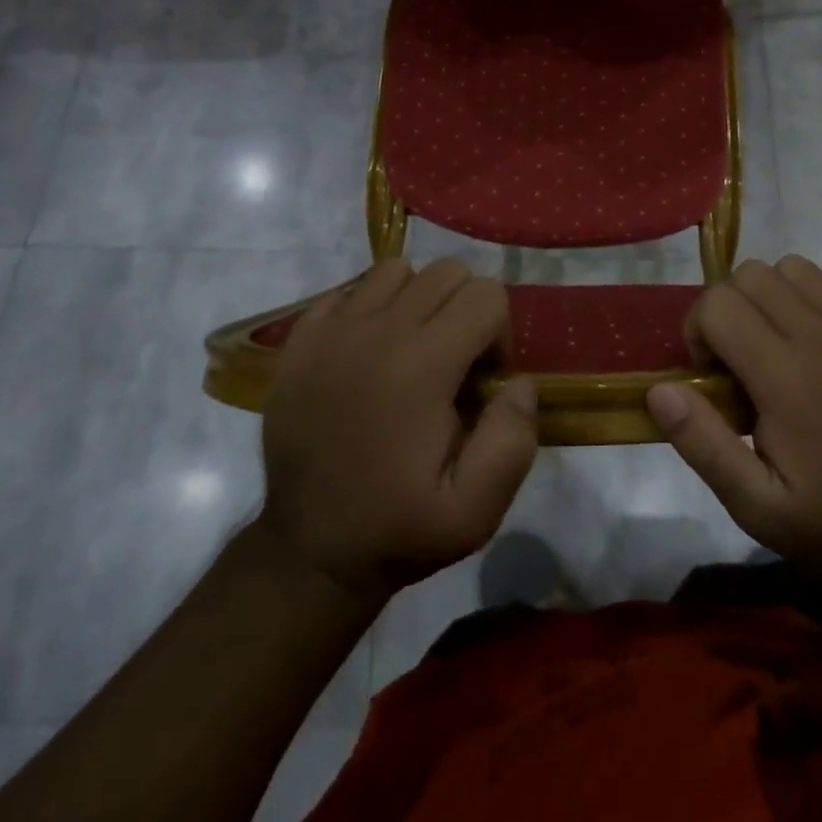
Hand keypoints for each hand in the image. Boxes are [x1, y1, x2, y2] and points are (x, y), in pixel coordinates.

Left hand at [256, 259, 539, 603]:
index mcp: (423, 364)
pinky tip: (368, 352)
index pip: (487, 295)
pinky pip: (350, 289)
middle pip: (448, 271)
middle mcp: (379, 330)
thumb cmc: (396, 529)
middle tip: (452, 365)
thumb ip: (513, 441)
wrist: (306, 551)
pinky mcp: (302, 337)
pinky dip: (370, 307)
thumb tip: (520, 382)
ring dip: (418, 300)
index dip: (498, 335)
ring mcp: (334, 328)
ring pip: (398, 270)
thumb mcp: (475, 513)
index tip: (481, 382)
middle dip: (465, 310)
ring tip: (412, 350)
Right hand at [647, 256, 821, 584]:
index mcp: (786, 377)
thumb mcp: (756, 506)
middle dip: (728, 307)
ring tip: (777, 344)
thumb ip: (702, 443)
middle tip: (737, 357)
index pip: (718, 304)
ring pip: (795, 268)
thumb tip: (659, 389)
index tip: (709, 373)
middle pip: (751, 275)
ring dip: (772, 297)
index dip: (698, 330)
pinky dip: (821, 303)